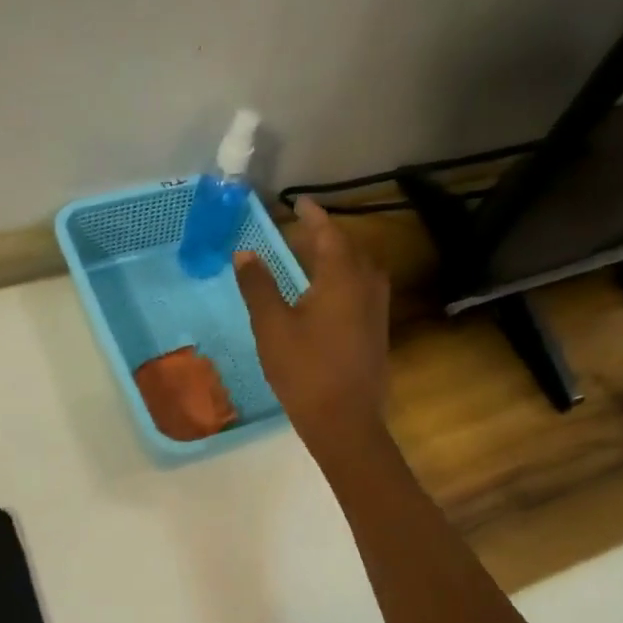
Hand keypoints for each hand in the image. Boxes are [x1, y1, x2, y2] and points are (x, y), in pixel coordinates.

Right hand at [234, 197, 391, 453]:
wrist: (345, 421)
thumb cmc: (304, 370)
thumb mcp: (272, 326)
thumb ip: (259, 286)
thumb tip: (245, 252)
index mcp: (342, 278)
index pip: (328, 233)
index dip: (312, 215)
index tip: (298, 201)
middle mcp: (367, 285)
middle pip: (348, 248)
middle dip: (325, 235)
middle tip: (299, 230)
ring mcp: (377, 309)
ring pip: (359, 269)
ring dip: (337, 257)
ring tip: (311, 257)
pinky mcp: (378, 330)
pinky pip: (363, 288)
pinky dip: (344, 279)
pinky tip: (326, 294)